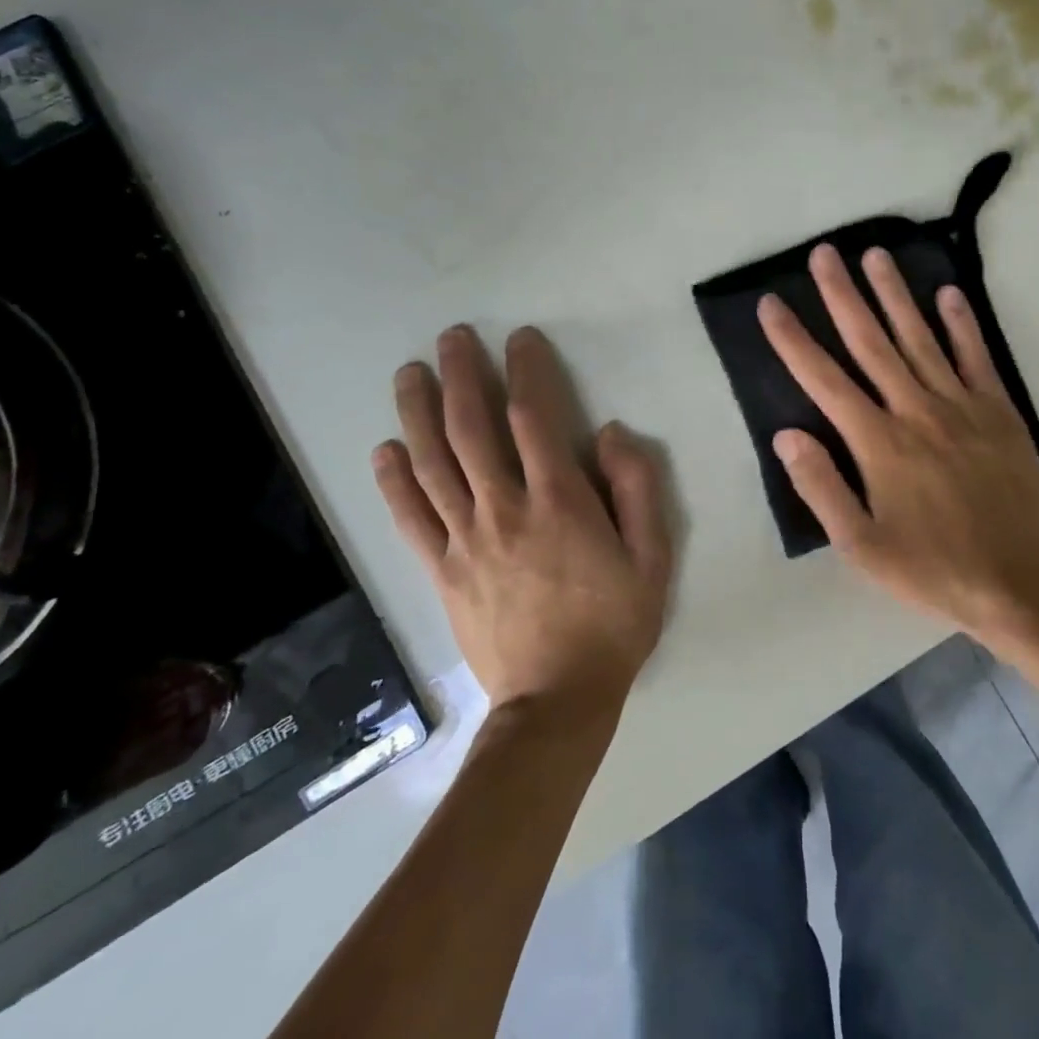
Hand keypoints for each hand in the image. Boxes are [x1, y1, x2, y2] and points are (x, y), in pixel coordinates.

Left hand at [372, 325, 672, 718]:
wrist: (557, 700)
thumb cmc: (614, 624)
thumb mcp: (653, 556)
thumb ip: (637, 489)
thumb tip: (609, 433)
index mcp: (560, 502)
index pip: (535, 417)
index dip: (526, 371)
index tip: (519, 339)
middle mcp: (505, 509)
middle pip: (472, 429)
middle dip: (461, 375)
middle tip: (451, 338)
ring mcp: (467, 540)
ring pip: (433, 464)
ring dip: (418, 413)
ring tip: (408, 373)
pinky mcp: (443, 571)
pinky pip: (411, 519)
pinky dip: (394, 481)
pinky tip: (385, 450)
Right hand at [758, 246, 1038, 647]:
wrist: (1022, 583)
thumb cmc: (933, 568)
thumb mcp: (862, 547)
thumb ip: (822, 488)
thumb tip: (786, 435)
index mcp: (878, 443)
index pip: (824, 380)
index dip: (793, 340)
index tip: (771, 303)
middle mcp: (916, 411)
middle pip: (870, 343)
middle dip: (842, 296)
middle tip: (824, 254)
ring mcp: (961, 406)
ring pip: (920, 338)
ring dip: (895, 294)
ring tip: (874, 255)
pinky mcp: (999, 411)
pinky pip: (976, 357)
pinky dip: (962, 323)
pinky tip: (948, 293)